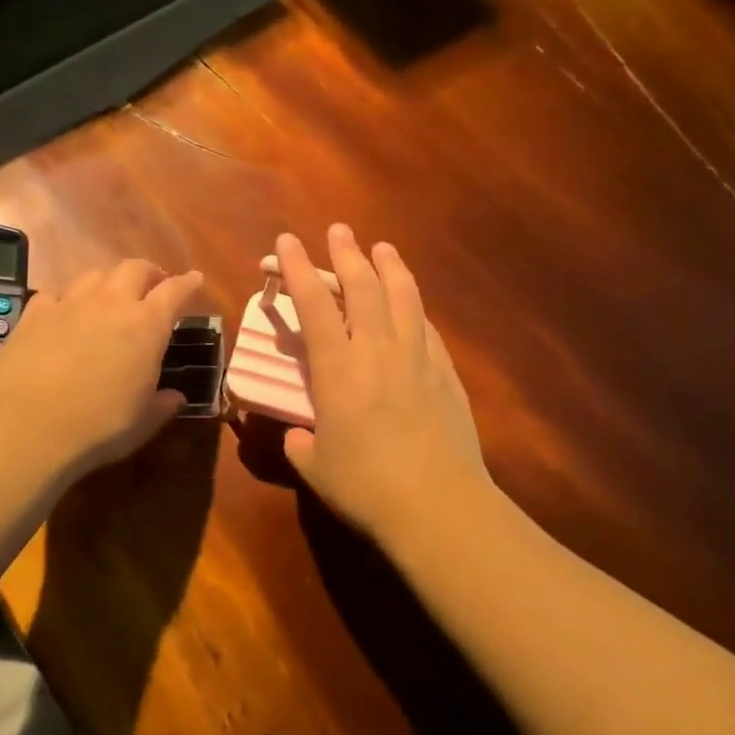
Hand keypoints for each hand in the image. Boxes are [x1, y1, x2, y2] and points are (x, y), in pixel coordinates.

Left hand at [0, 259, 203, 484]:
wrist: (29, 426)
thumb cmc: (100, 426)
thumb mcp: (144, 422)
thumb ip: (163, 405)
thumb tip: (176, 398)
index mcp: (147, 325)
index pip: (175, 291)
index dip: (188, 283)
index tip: (196, 279)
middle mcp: (111, 303)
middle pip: (135, 269)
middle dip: (149, 273)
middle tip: (154, 285)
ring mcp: (70, 304)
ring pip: (95, 275)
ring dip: (109, 281)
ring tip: (111, 296)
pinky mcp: (34, 314)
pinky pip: (56, 294)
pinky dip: (66, 300)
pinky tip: (64, 314)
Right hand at [277, 225, 490, 542]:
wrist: (437, 504)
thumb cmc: (366, 487)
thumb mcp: (316, 467)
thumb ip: (301, 444)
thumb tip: (299, 435)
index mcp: (337, 370)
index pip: (314, 305)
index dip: (298, 269)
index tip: (289, 241)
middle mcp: (377, 350)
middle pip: (362, 287)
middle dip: (346, 254)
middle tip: (339, 230)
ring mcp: (417, 357)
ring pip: (403, 296)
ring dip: (388, 266)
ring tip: (381, 247)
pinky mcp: (445, 372)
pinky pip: (426, 325)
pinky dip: (414, 305)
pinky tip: (411, 302)